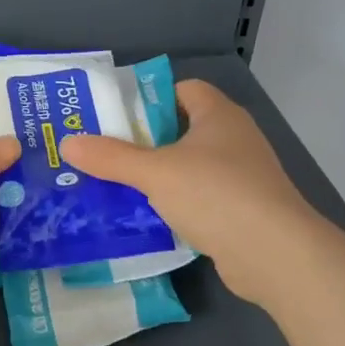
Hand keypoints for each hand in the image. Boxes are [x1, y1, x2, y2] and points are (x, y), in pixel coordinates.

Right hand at [58, 80, 318, 299]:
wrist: (275, 255)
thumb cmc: (216, 194)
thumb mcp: (155, 172)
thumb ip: (111, 158)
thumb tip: (68, 143)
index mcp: (219, 115)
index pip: (183, 90)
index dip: (150, 99)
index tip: (116, 117)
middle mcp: (234, 139)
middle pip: (181, 130)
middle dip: (144, 142)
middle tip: (104, 153)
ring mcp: (241, 177)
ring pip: (189, 167)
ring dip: (158, 177)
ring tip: (115, 186)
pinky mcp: (242, 211)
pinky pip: (199, 199)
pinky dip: (175, 205)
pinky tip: (146, 219)